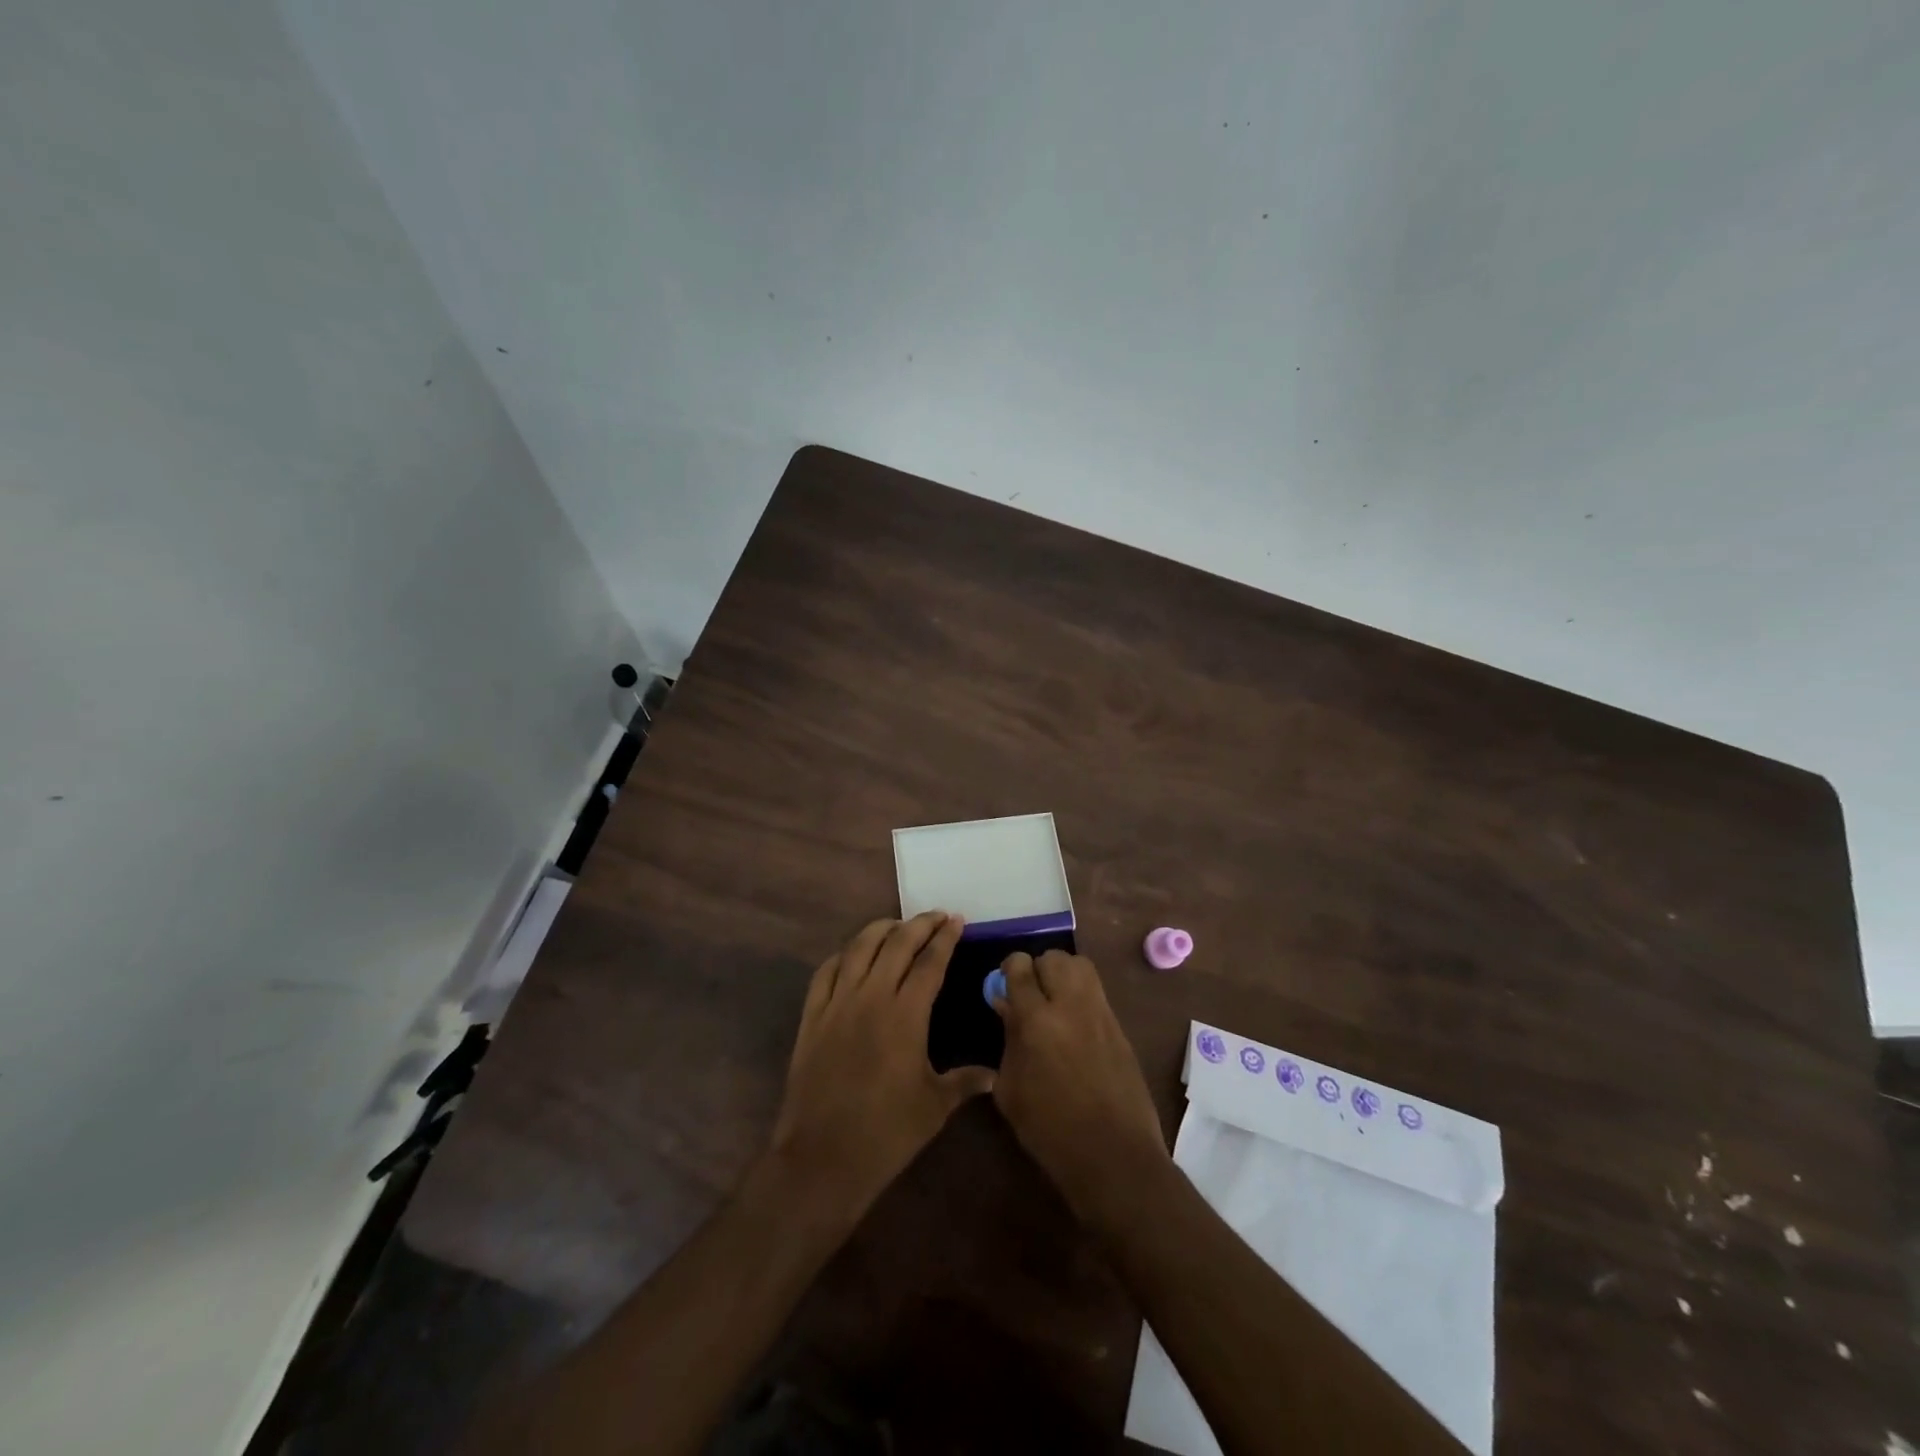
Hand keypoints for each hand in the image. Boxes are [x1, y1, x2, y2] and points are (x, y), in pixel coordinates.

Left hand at [769, 913, 994, 1219]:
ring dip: (880, 930)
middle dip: (919, 924)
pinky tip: (852, 955)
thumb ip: (965, 1082)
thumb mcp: (934, 1107)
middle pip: (896, 944)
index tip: (957, 920)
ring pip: (858, 948)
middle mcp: (871, 997)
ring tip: (897, 925)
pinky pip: (825, 972)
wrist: (823, 1157)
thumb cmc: (886, 1133)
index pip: (930, 962)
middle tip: (936, 916)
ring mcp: (837, 1004)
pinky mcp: (812, 1017)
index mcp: (905, 1015)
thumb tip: (996, 1075)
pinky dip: (842, 955)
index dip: (945, 938)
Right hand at [989, 950, 1167, 1219]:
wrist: (1113, 1155)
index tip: (1004, 986)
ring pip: (1080, 966)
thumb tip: (1006, 1005)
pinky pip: (1097, 992)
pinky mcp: (1119, 1027)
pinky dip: (1081, 995)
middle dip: (1038, 969)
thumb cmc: (1049, 1130)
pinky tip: (1074, 1024)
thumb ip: (1008, 1039)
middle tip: (1031, 995)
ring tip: (1054, 1002)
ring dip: (1063, 974)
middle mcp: (1071, 1005)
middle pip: (1054, 958)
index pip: (1020, 967)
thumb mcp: (1011, 1089)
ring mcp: (1101, 1013)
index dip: (1009, 970)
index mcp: (1037, 1020)